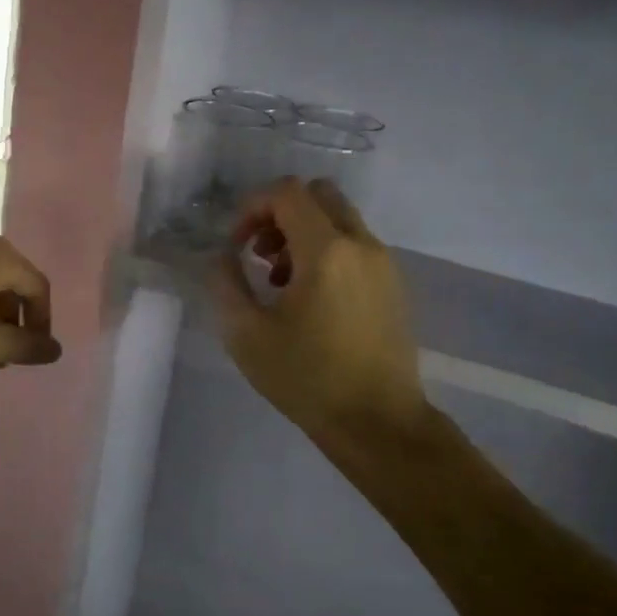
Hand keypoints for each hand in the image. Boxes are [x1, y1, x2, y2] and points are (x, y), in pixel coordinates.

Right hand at [211, 179, 426, 457]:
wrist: (379, 423)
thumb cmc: (308, 379)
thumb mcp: (247, 334)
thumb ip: (225, 283)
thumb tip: (223, 256)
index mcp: (326, 250)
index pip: (287, 192)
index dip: (252, 206)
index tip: (236, 244)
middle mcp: (361, 244)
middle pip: (318, 195)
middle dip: (280, 213)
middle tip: (260, 253)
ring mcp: (384, 263)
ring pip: (338, 219)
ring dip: (303, 233)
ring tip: (280, 281)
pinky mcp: (393, 284)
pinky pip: (355, 244)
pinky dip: (327, 251)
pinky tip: (310, 298)